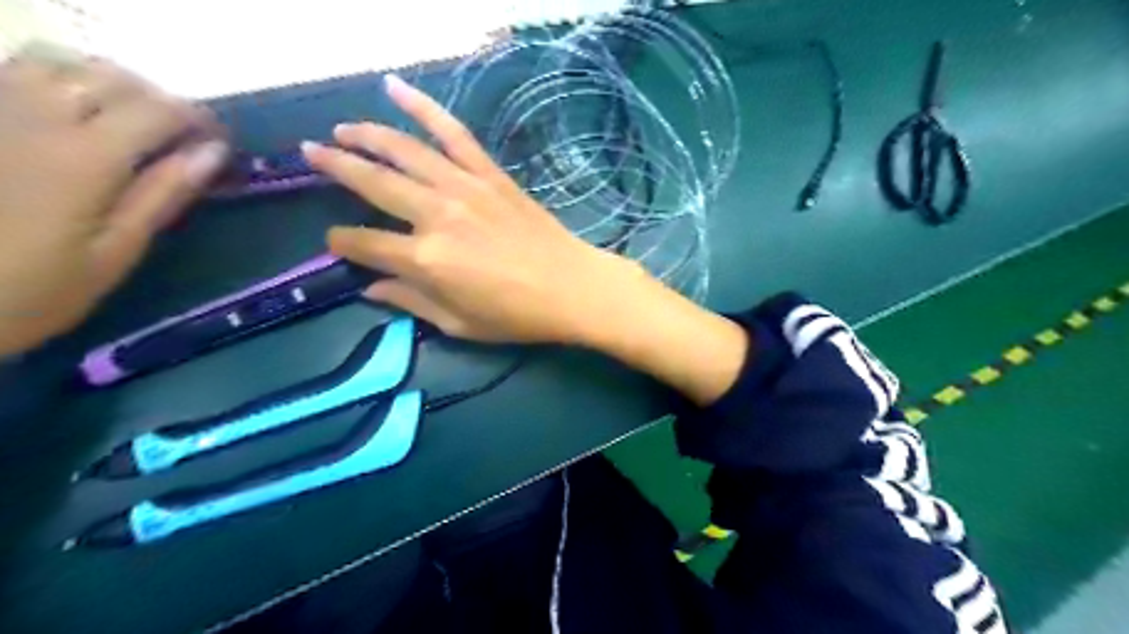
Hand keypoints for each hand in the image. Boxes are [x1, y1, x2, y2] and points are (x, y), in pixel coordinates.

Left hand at [0, 48, 225, 356]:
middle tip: (182, 137)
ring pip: (59, 63)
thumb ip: (163, 195)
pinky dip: (58, 79)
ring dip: (108, 83)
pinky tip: (72, 111)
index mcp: (87, 157)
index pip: (159, 111)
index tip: (222, 143)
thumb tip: (213, 154)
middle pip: (113, 78)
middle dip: (160, 101)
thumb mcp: (115, 252)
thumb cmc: (34, 289)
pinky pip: (14, 71)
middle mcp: (37, 116)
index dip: (199, 120)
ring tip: (130, 118)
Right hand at [303, 75, 642, 346]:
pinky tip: (397, 89)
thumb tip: (370, 288)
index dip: (342, 244)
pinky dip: (424, 108)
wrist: (572, 288)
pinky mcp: (489, 175)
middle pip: (374, 182)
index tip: (336, 243)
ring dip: (367, 134)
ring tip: (343, 128)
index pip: (363, 243)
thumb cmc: (516, 315)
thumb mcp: (459, 323)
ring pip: (405, 150)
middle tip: (311, 153)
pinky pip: (453, 133)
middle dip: (336, 166)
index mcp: (426, 260)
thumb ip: (410, 301)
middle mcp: (437, 215)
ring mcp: (465, 188)